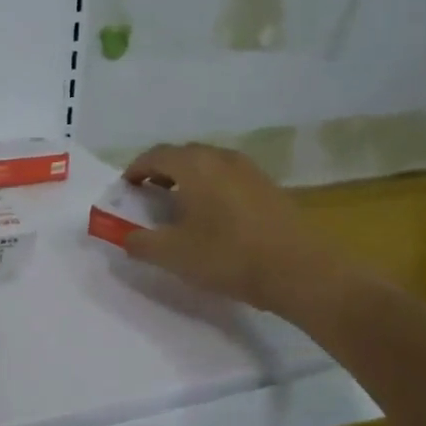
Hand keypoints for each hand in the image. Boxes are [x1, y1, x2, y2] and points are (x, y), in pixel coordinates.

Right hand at [121, 143, 333, 312]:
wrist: (300, 270)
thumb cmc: (229, 257)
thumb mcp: (174, 255)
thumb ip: (141, 243)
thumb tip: (125, 236)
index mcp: (195, 165)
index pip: (155, 155)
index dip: (135, 169)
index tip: (125, 188)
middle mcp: (221, 158)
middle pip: (183, 155)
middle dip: (161, 171)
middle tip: (148, 195)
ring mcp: (250, 170)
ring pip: (208, 164)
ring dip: (188, 178)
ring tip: (179, 205)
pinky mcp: (269, 187)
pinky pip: (229, 177)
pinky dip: (211, 187)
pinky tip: (213, 215)